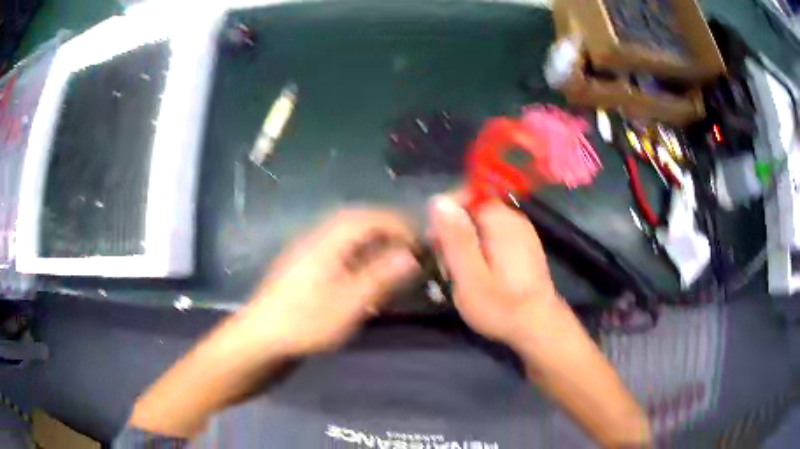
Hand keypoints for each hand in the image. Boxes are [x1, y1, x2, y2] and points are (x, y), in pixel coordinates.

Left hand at [245, 209, 419, 355]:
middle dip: (385, 230)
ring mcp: (307, 253)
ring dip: (371, 243)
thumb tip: (410, 255)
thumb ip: (380, 277)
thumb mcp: (348, 303)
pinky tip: (363, 276)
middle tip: (408, 247)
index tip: (418, 239)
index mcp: (327, 241)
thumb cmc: (305, 321)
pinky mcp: (303, 269)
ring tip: (391, 260)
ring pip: (346, 237)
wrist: (260, 338)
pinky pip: (336, 252)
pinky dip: (357, 257)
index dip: (396, 223)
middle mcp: (316, 239)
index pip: (367, 217)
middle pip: (356, 222)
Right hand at [430, 196, 650, 446]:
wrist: (538, 328)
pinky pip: (494, 238)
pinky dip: (480, 251)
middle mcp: (515, 220)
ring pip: (482, 226)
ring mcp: (522, 234)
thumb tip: (438, 199)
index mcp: (502, 221)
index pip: (468, 193)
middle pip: (474, 210)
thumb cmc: (501, 306)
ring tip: (459, 275)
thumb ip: (454, 237)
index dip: (447, 211)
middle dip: (455, 233)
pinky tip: (477, 276)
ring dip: (466, 245)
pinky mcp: (524, 249)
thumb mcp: (469, 275)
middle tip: (446, 266)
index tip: (435, 239)